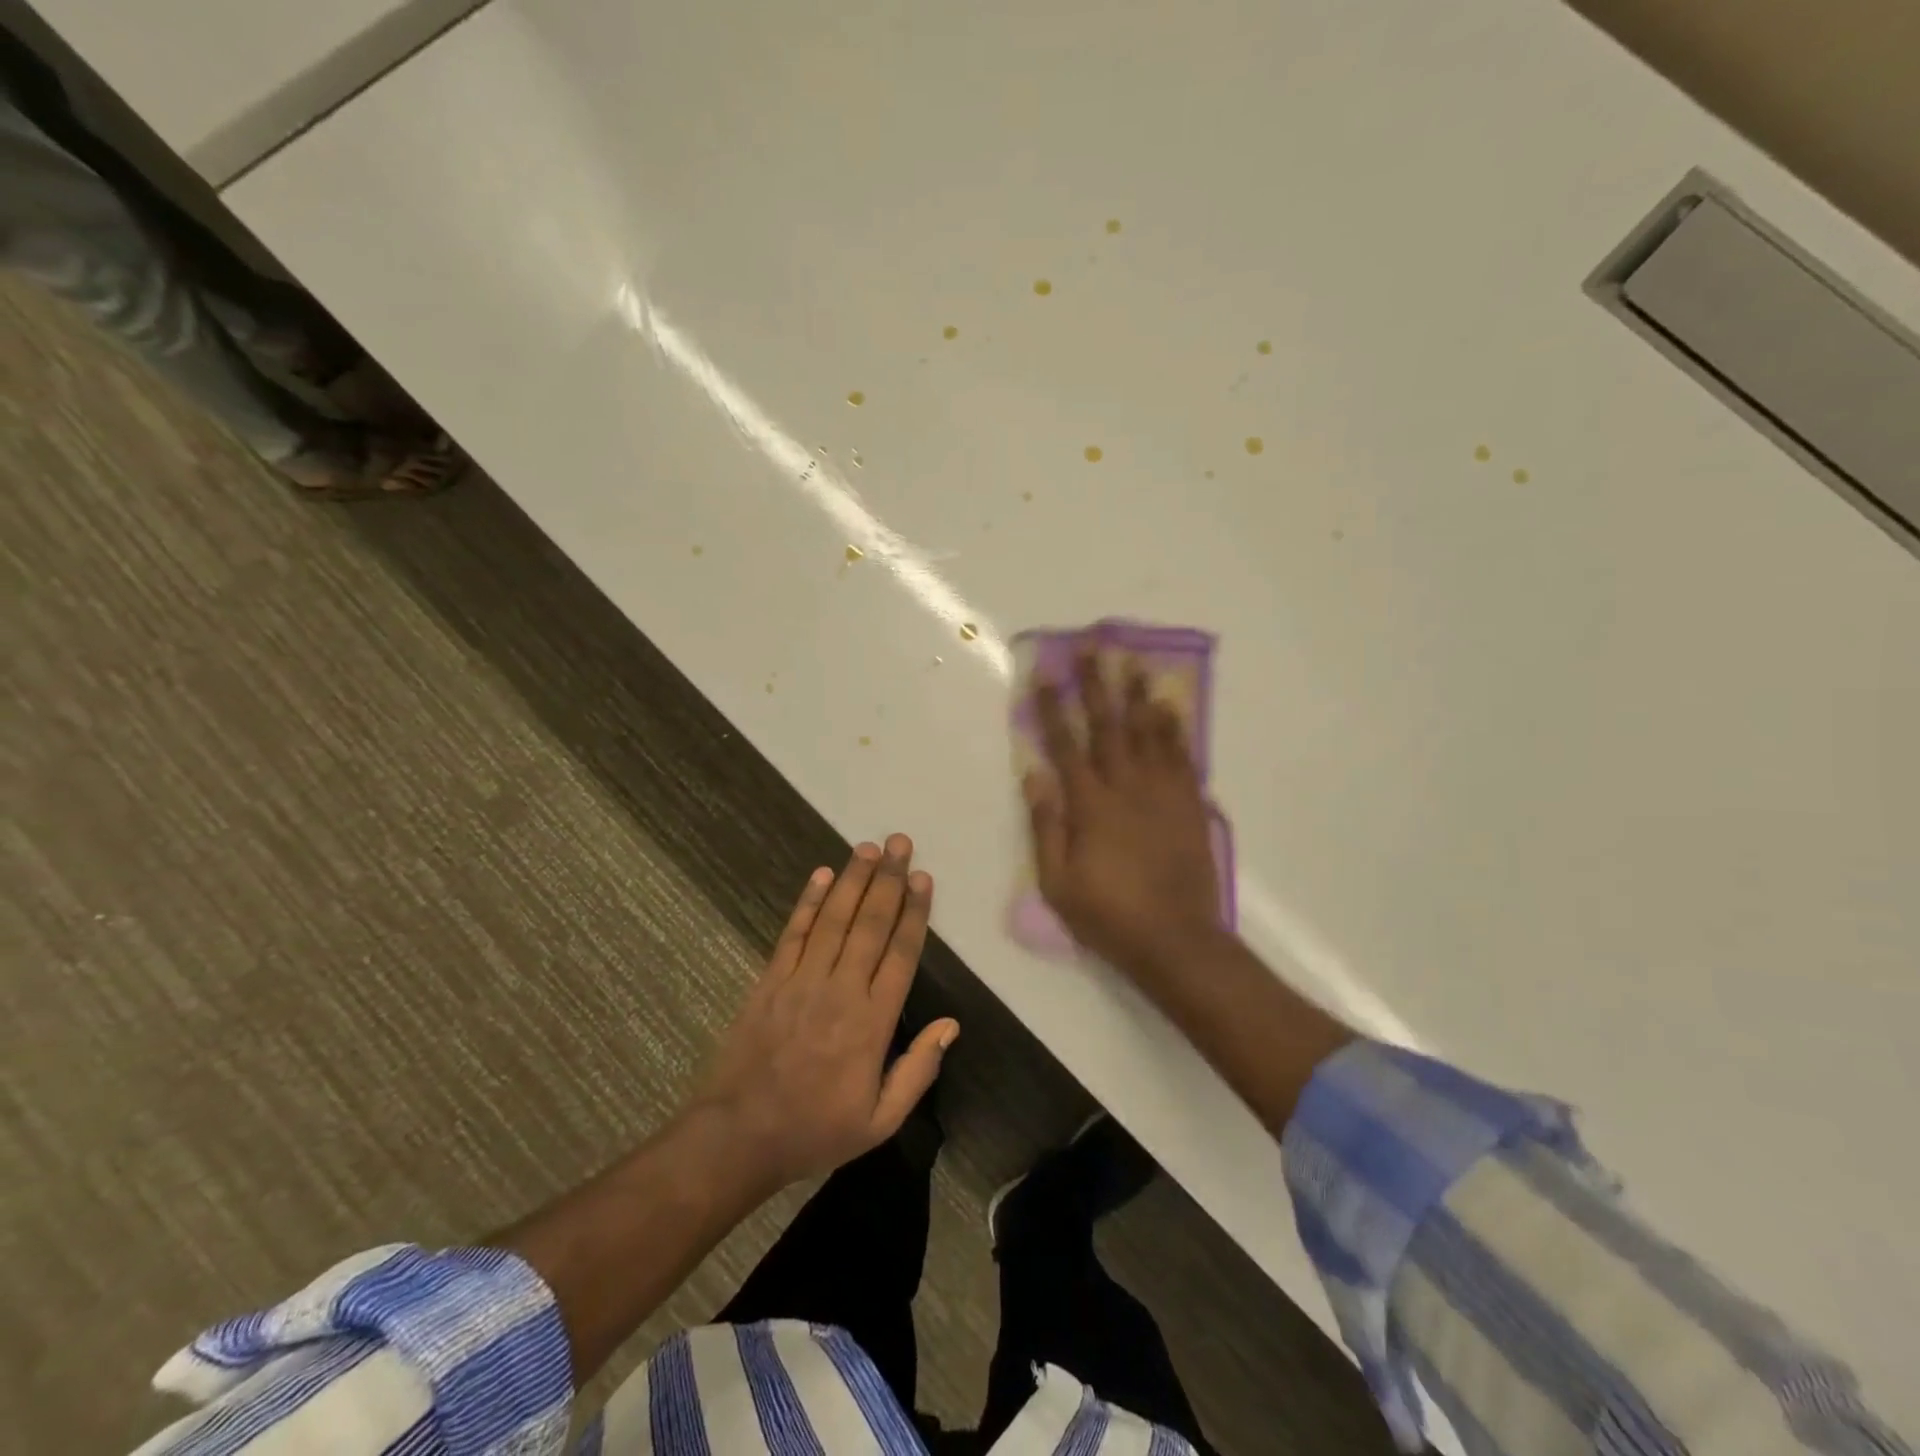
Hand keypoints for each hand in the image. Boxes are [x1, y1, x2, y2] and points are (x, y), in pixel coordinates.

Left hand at [696, 836, 958, 1189]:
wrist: (738, 1136)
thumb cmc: (815, 1130)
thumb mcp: (879, 1122)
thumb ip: (918, 1071)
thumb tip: (950, 1025)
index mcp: (872, 1023)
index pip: (900, 954)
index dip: (914, 912)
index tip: (923, 878)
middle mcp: (840, 990)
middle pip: (870, 924)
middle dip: (888, 879)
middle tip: (900, 843)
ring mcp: (801, 981)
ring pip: (833, 919)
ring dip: (852, 879)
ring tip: (869, 847)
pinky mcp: (770, 980)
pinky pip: (793, 933)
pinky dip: (808, 901)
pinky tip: (821, 874)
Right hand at [1025, 646, 1222, 976]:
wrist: (1176, 940)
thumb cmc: (1108, 914)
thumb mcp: (1058, 882)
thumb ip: (1046, 825)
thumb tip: (1034, 774)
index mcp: (1090, 805)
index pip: (1065, 745)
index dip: (1053, 708)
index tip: (1045, 674)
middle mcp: (1127, 788)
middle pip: (1109, 726)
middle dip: (1097, 684)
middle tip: (1093, 647)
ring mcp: (1163, 794)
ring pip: (1150, 734)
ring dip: (1140, 695)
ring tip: (1135, 663)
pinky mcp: (1190, 806)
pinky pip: (1183, 758)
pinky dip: (1176, 730)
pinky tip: (1172, 709)